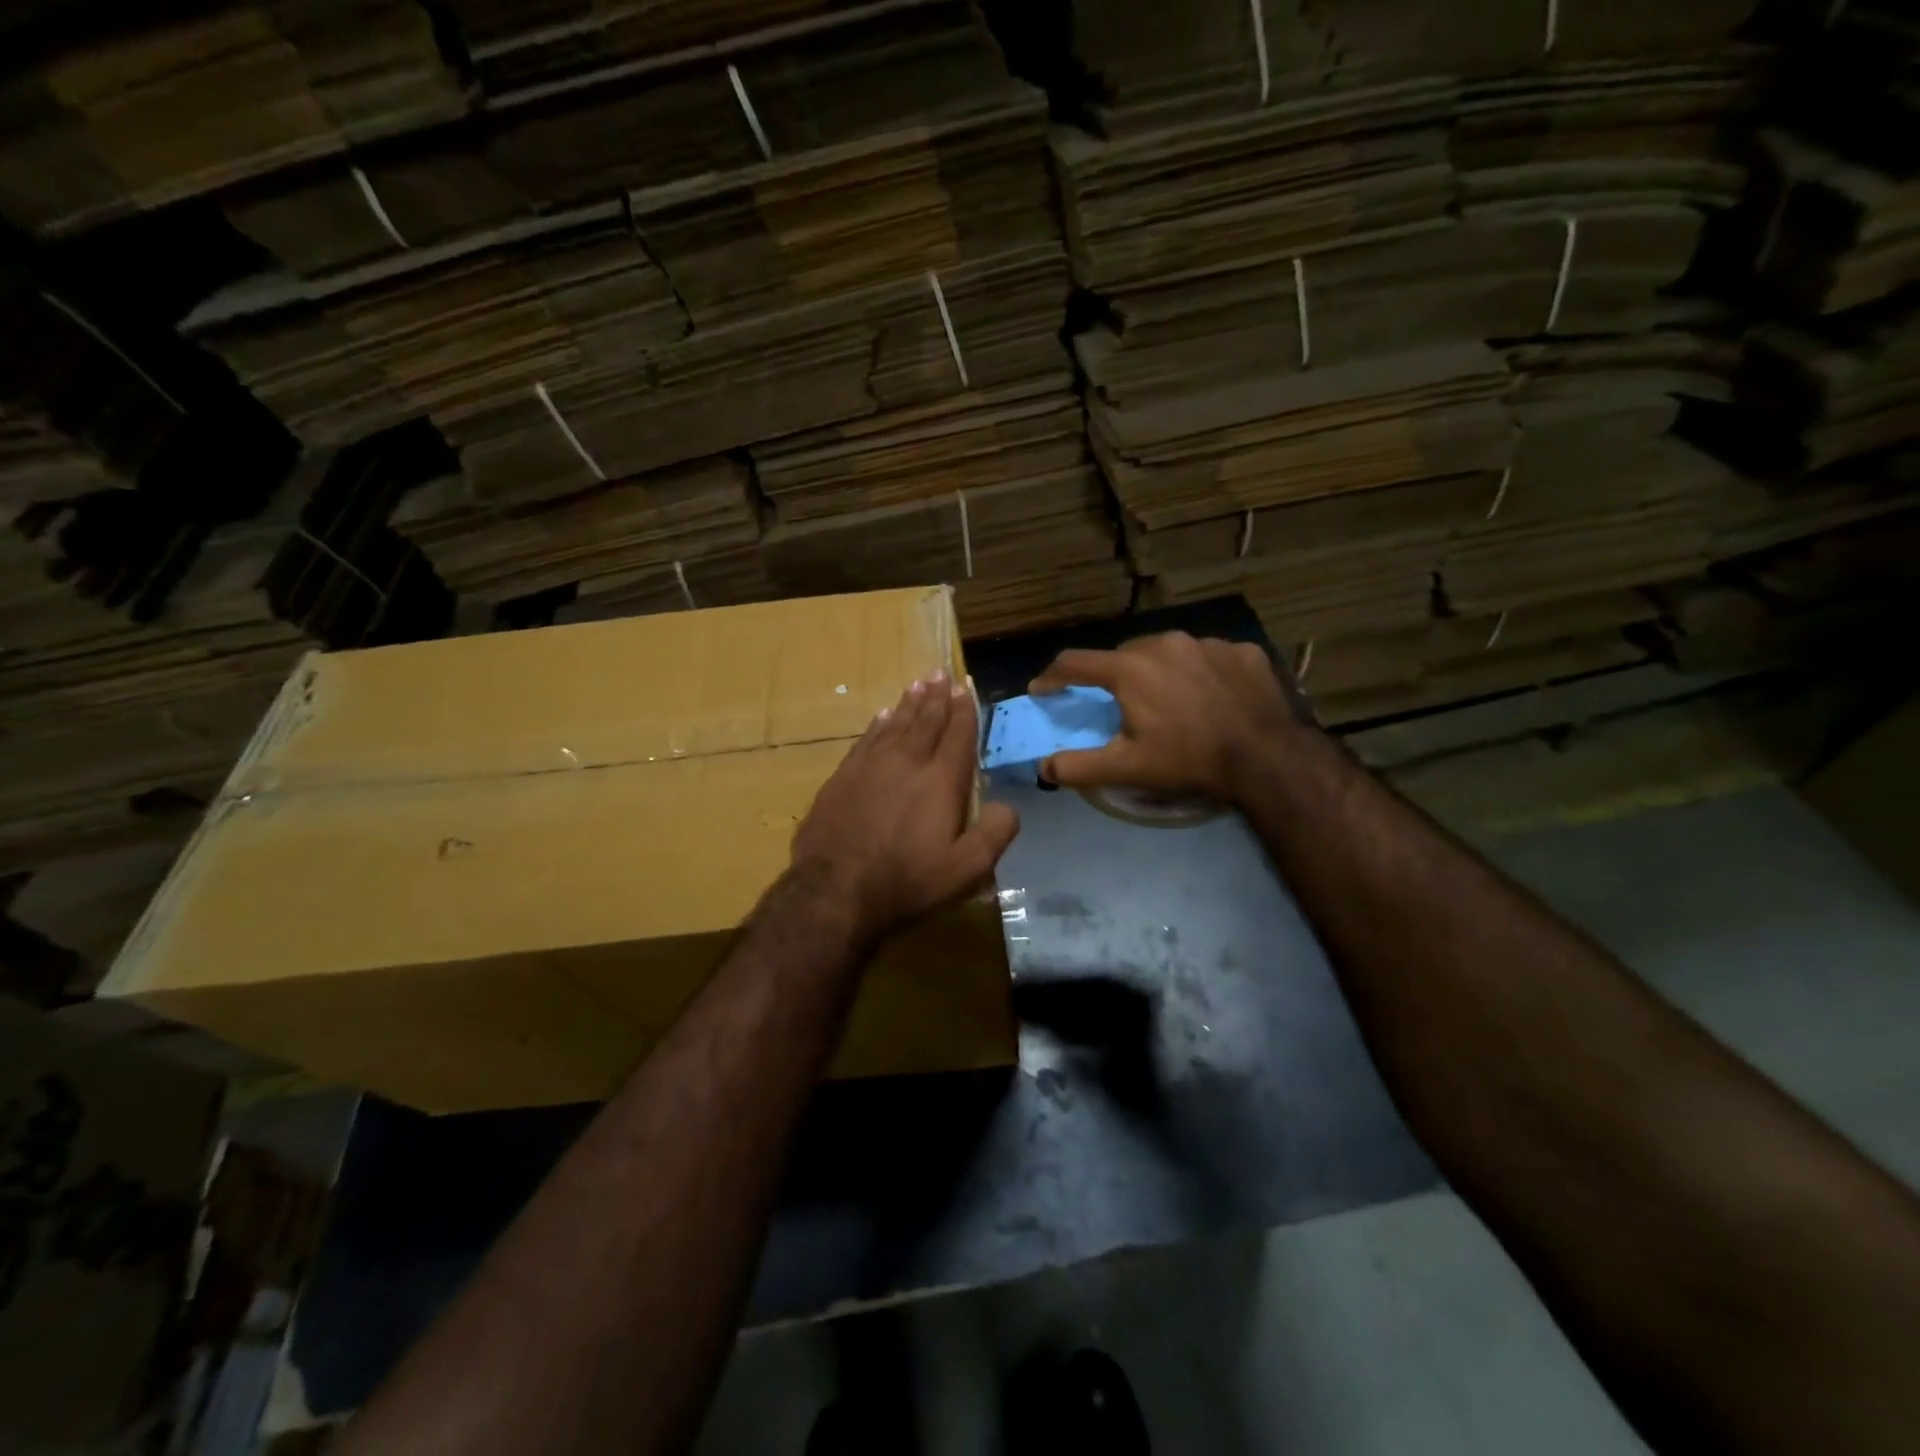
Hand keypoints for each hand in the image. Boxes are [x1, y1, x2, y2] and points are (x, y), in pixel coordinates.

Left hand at [792, 672, 1019, 939]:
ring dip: (909, 702)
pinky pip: (866, 738)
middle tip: (940, 672)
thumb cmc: (906, 880)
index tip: (965, 687)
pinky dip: (879, 724)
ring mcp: (871, 766)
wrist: (834, 889)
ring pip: (895, 724)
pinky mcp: (843, 776)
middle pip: (926, 720)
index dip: (964, 710)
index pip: (958, 735)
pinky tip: (883, 715)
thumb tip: (1009, 806)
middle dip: (937, 696)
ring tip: (918, 683)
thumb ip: (995, 834)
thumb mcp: (966, 869)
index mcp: (940, 780)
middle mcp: (907, 762)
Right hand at [1029, 633, 1298, 801]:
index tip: (1042, 690)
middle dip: (1114, 677)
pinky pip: (1209, 657)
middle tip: (1120, 705)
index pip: (1075, 663)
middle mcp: (1164, 644)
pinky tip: (1212, 698)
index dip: (1053, 677)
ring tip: (1171, 702)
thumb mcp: (1127, 769)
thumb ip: (1078, 766)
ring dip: (1160, 672)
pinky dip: (1201, 674)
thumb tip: (1044, 767)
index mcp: (1130, 669)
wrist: (1267, 757)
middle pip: (1124, 655)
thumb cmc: (1188, 759)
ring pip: (1168, 652)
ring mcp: (1207, 643)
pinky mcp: (1242, 651)